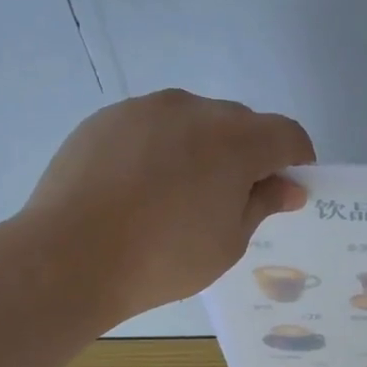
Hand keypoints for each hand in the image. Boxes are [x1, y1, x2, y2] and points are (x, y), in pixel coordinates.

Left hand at [18, 90, 315, 324]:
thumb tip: (288, 187)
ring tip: (179, 194)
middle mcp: (194, 109)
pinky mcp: (107, 117)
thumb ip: (262, 204)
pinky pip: (153, 126)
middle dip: (249, 154)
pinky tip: (141, 188)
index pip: (287, 134)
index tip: (287, 189)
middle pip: (241, 123)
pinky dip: (162, 148)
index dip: (296, 160)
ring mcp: (145, 108)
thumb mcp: (228, 242)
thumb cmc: (163, 258)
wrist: (70, 256)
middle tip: (231, 199)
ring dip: (204, 148)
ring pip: (194, 120)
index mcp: (235, 140)